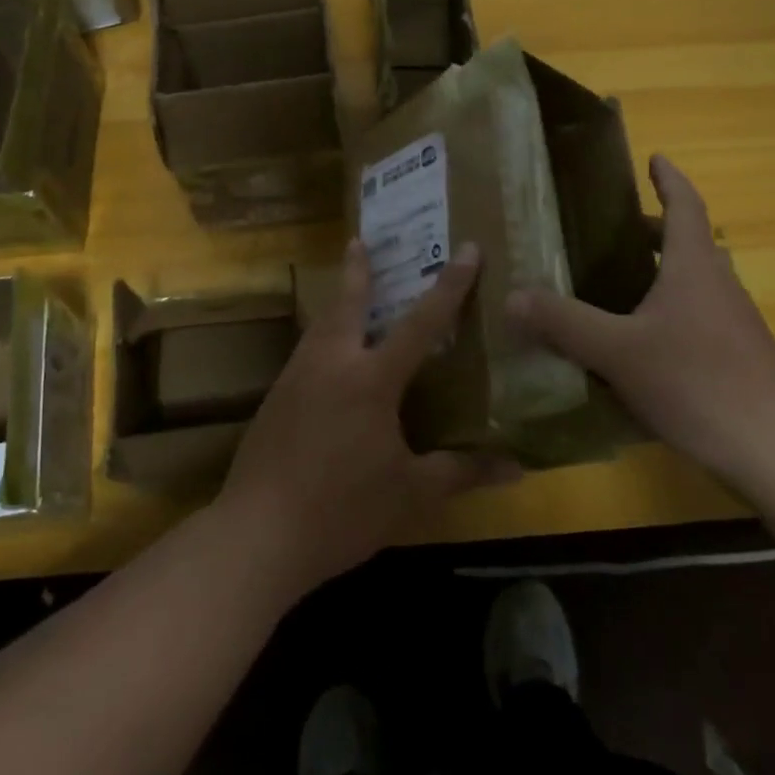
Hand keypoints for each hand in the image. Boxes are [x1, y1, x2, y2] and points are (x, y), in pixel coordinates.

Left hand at [215, 240, 512, 597]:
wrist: (258, 533)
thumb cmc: (342, 510)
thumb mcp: (410, 494)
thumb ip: (461, 473)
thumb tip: (517, 468)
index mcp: (371, 379)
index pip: (422, 322)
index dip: (449, 285)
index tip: (466, 249)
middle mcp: (332, 364)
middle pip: (347, 303)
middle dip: (357, 270)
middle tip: (359, 240)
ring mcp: (296, 378)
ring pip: (320, 325)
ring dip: (335, 301)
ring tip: (345, 288)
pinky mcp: (275, 399)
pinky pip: (305, 352)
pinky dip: (321, 337)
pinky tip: (325, 358)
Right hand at [506, 154, 774, 478]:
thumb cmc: (697, 381)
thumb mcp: (617, 351)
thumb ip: (564, 322)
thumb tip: (513, 296)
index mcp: (694, 267)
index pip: (685, 207)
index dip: (670, 180)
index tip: (655, 158)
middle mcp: (718, 286)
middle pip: (690, 243)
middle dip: (656, 230)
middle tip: (615, 231)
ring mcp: (734, 323)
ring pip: (697, 282)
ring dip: (665, 272)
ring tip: (620, 283)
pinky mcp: (739, 357)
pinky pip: (700, 316)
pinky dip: (671, 311)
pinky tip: (642, 342)